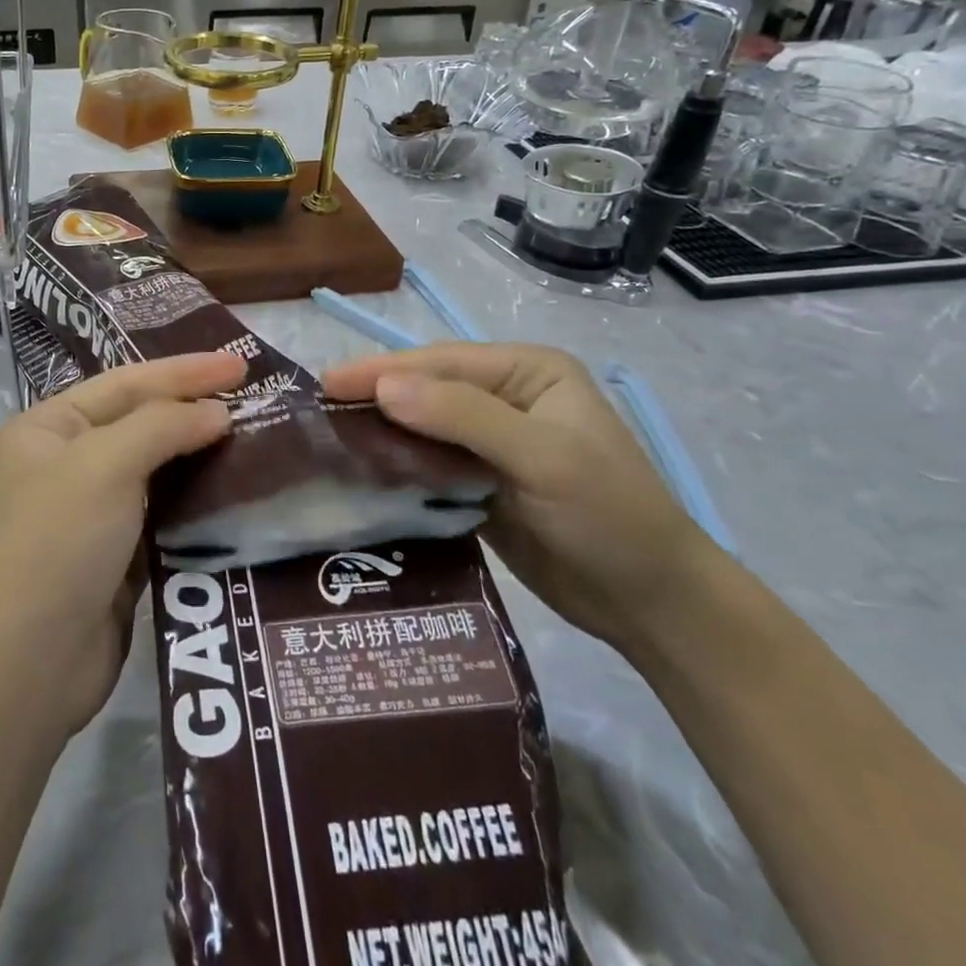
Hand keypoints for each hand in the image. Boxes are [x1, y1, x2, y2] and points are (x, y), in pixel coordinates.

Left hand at [0, 352, 244, 735]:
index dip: (184, 371)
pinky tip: (234, 490)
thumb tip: (216, 412)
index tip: (241, 363)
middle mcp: (65, 462)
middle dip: (193, 406)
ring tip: (254, 436)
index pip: (126, 383)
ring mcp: (90, 511)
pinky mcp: (116, 554)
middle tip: (253, 394)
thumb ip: (162, 426)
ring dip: (199, 452)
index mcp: (48, 428)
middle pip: (140, 421)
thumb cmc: (59, 544)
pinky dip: (196, 498)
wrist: (28, 665)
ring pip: (155, 467)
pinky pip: (163, 511)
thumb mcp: (104, 465)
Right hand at [323, 343, 719, 651]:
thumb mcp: (543, 458)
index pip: (440, 362)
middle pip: (425, 390)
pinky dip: (395, 467)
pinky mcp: (477, 483)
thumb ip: (464, 416)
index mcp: (527, 372)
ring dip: (380, 433)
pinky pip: (426, 465)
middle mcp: (505, 397)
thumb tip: (384, 387)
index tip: (326, 383)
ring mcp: (489, 442)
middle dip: (374, 398)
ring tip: (325, 440)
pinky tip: (360, 473)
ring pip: (420, 428)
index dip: (382, 370)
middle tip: (314, 411)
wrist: (650, 603)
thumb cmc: (609, 515)